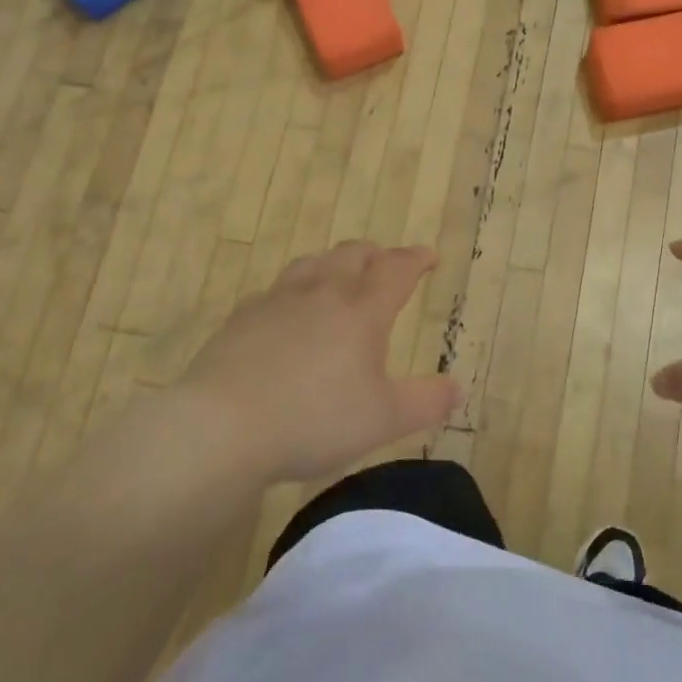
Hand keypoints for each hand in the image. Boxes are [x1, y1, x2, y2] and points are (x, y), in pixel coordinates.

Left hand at [175, 242, 460, 483]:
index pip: (396, 271)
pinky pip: (276, 290)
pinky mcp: (241, 319)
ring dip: (334, 263)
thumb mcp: (383, 420)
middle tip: (386, 263)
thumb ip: (425, 402)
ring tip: (340, 275)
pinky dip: (296, 290)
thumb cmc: (315, 420)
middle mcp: (321, 294)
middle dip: (376, 255)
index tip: (429, 256)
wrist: (224, 427)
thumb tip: (457, 388)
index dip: (416, 260)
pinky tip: (288, 310)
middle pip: (352, 256)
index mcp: (361, 312)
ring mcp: (277, 302)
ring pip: (312, 264)